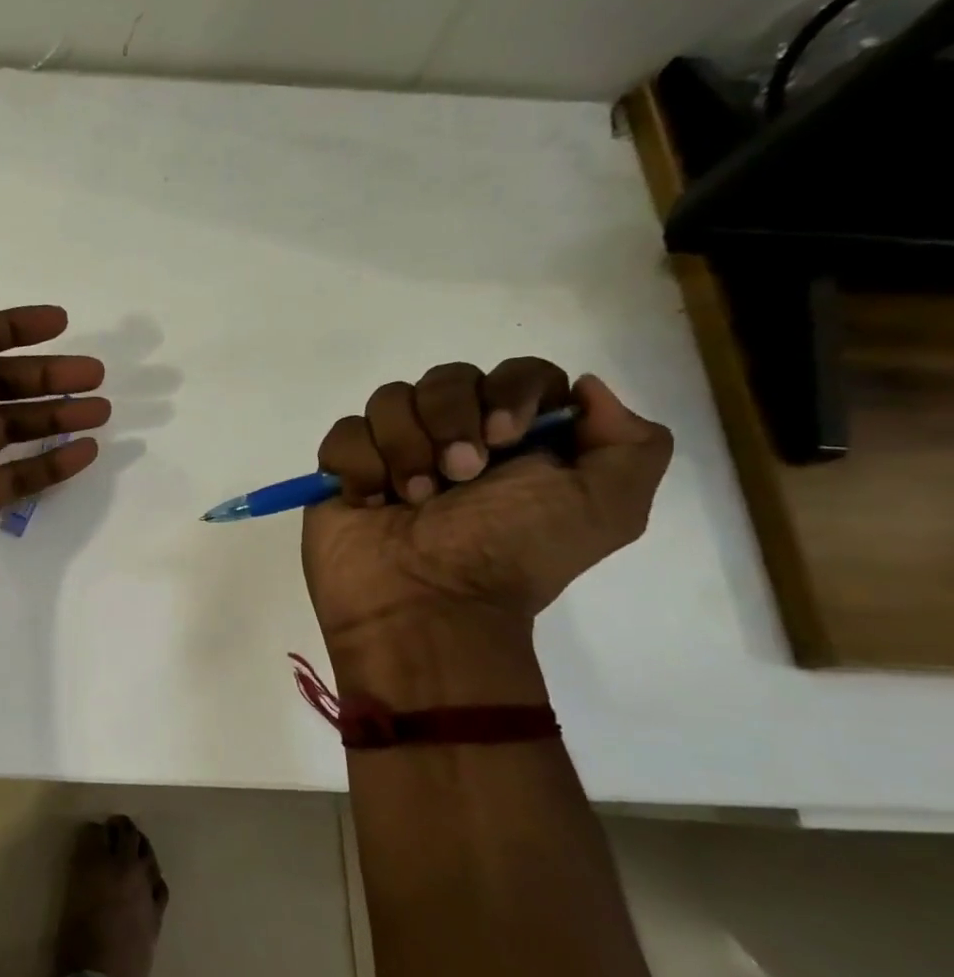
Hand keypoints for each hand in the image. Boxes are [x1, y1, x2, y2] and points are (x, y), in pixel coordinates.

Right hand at [301, 359, 672, 701]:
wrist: (426, 604)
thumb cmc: (509, 554)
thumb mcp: (606, 508)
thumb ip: (631, 443)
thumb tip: (584, 390)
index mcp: (517, 441)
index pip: (516, 373)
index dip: (509, 391)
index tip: (504, 437)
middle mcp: (454, 438)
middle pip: (446, 377)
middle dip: (450, 421)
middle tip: (458, 476)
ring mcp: (394, 452)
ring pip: (389, 399)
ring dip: (405, 448)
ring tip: (412, 500)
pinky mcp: (344, 470)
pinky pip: (344, 433)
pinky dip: (360, 465)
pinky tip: (371, 502)